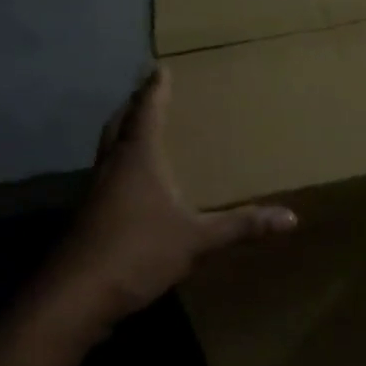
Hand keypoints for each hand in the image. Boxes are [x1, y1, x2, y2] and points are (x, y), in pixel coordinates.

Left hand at [49, 68, 296, 326]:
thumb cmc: (137, 252)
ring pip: (107, 151)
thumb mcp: (197, 240)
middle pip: (119, 125)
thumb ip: (241, 226)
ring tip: (139, 131)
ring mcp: (93, 193)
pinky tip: (129, 185)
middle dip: (133, 106)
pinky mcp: (86, 219)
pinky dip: (117, 166)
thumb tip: (291, 218)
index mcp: (138, 159)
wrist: (74, 297)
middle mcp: (112, 167)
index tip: (159, 68)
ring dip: (122, 135)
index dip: (155, 90)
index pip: (147, 112)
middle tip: (146, 93)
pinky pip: (103, 177)